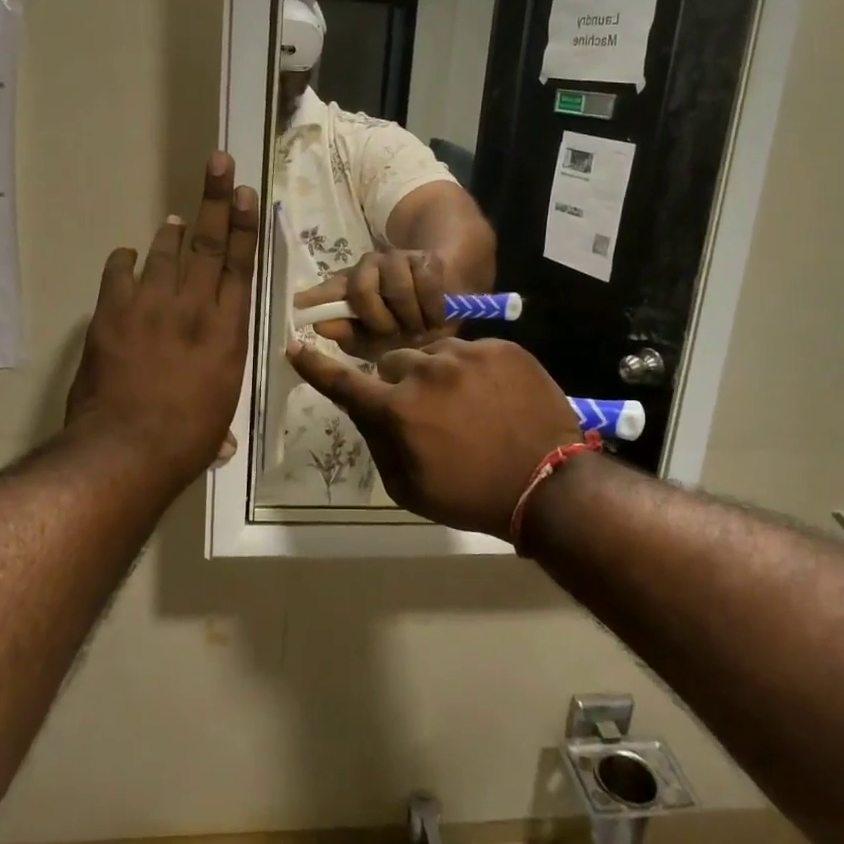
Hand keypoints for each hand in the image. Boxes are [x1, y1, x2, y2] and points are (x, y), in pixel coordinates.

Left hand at [65, 153, 258, 488]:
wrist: (127, 448)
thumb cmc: (185, 439)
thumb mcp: (218, 414)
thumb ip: (216, 402)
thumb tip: (220, 440)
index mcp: (228, 330)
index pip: (239, 265)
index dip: (243, 226)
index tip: (245, 193)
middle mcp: (194, 306)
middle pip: (207, 243)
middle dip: (215, 200)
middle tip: (219, 163)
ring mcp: (151, 305)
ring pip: (165, 252)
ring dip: (171, 231)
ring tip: (175, 217)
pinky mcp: (113, 312)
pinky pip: (120, 273)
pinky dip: (125, 261)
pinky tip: (128, 256)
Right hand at [287, 338, 579, 537]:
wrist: (548, 485)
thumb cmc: (471, 496)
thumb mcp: (409, 487)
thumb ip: (378, 442)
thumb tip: (362, 410)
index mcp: (398, 409)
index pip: (345, 382)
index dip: (316, 366)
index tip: (295, 346)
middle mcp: (426, 372)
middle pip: (393, 362)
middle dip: (398, 381)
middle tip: (423, 408)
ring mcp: (467, 355)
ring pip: (434, 352)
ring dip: (437, 373)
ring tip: (466, 403)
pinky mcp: (502, 348)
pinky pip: (472, 350)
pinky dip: (473, 369)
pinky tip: (492, 396)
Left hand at [294, 249, 450, 358]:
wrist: (444, 309)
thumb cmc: (402, 329)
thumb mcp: (373, 341)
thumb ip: (348, 334)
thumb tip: (319, 325)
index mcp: (348, 287)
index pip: (328, 289)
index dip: (315, 296)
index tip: (298, 304)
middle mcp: (367, 267)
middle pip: (361, 290)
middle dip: (379, 321)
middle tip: (393, 335)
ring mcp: (396, 259)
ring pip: (397, 289)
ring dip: (409, 318)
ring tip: (416, 329)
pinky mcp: (425, 259)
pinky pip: (425, 286)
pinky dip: (431, 310)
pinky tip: (433, 320)